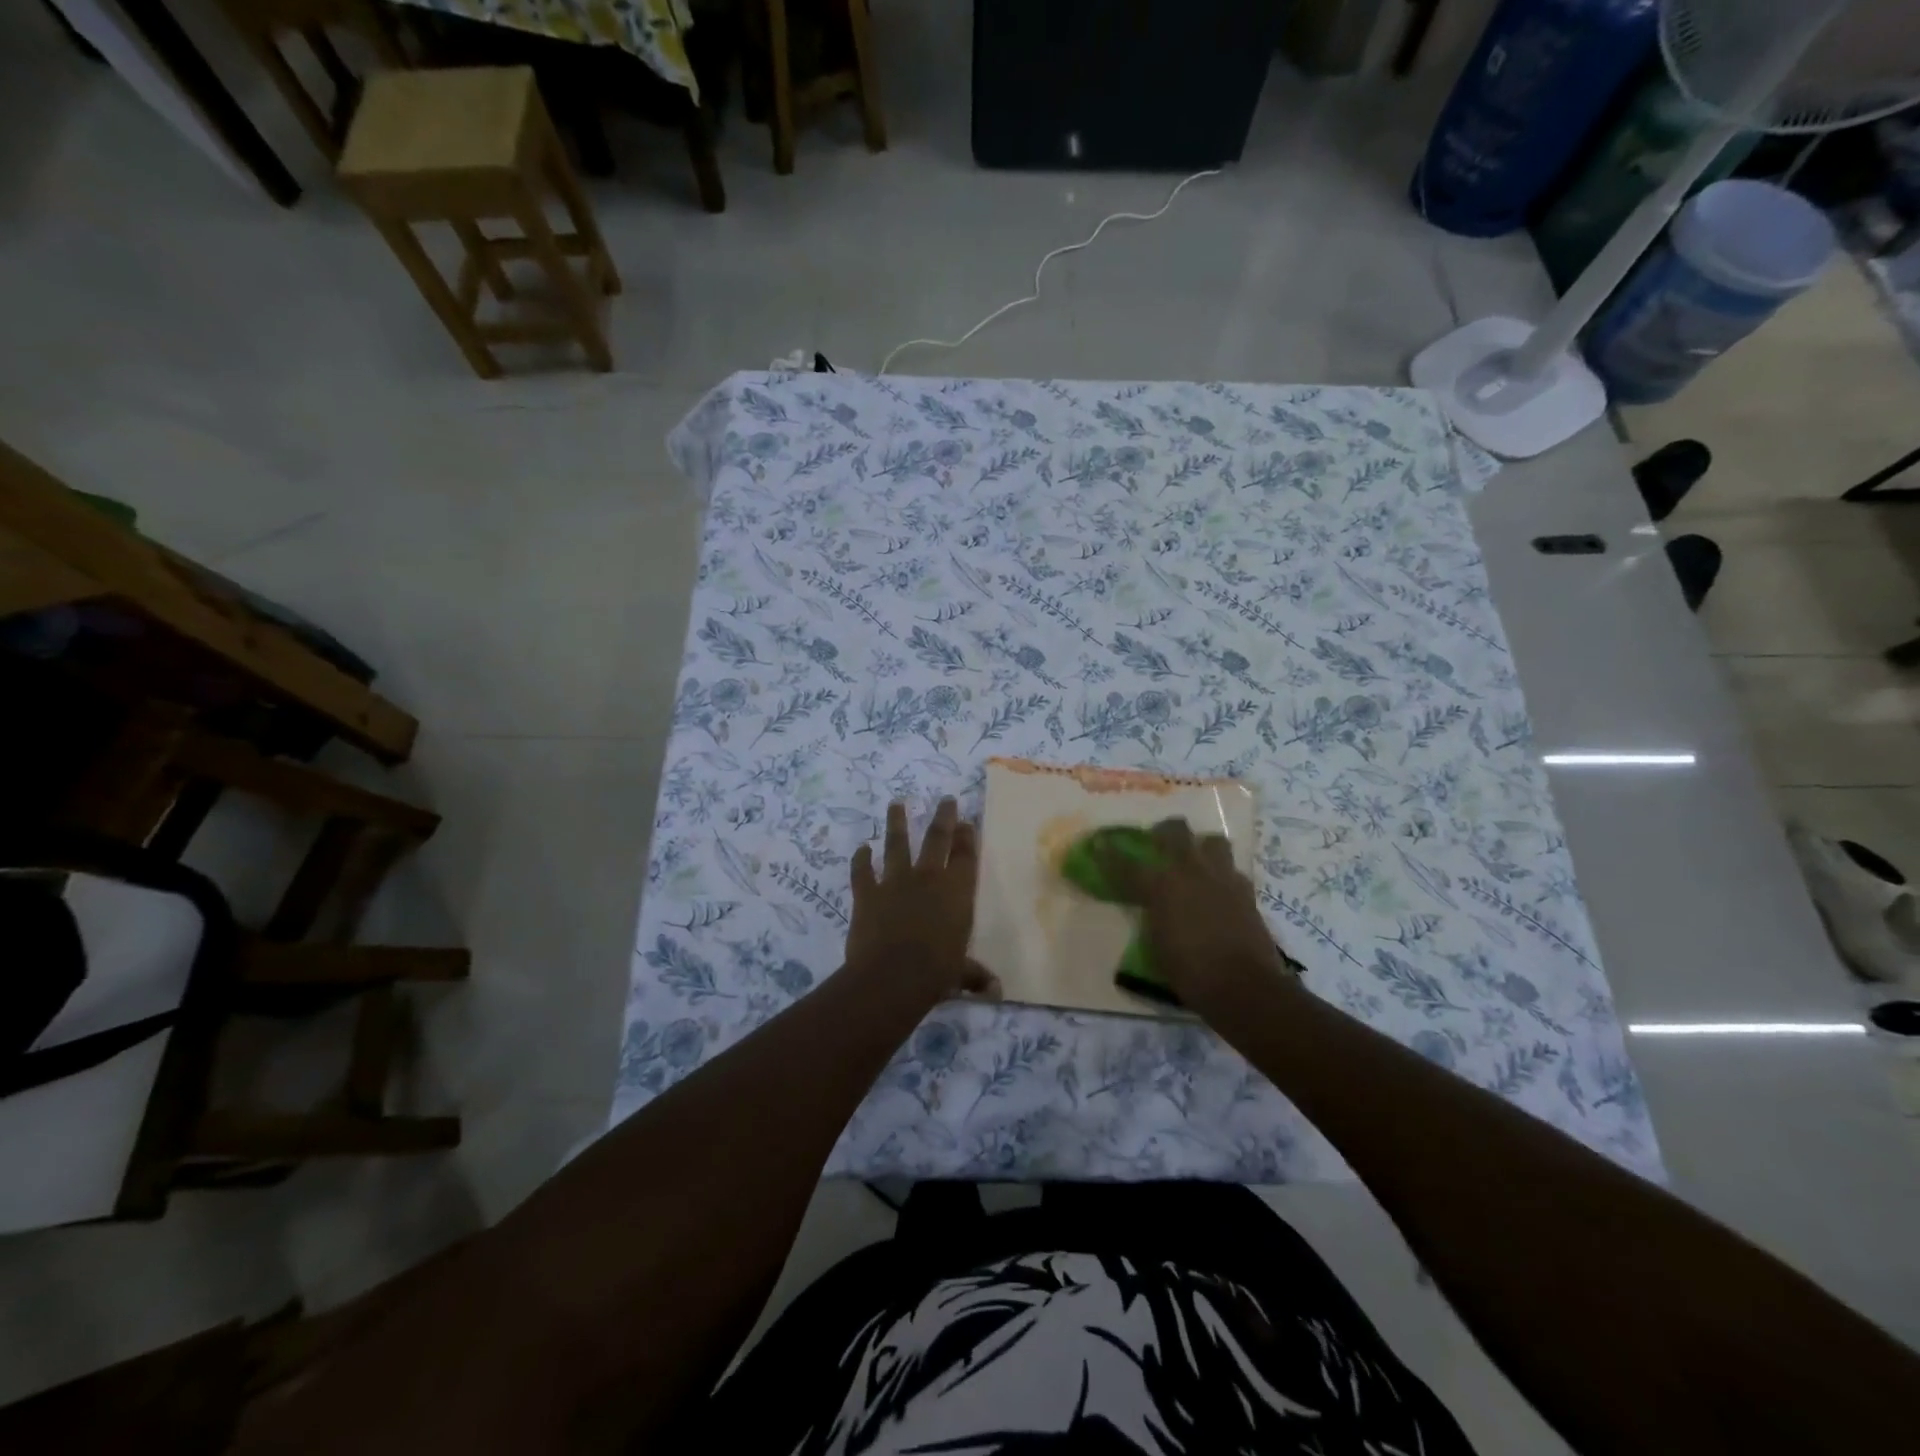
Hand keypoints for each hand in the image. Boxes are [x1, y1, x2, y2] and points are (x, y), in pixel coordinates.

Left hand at [847, 799, 998, 1002]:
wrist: (892, 976)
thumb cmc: (936, 973)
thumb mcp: (960, 974)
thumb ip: (975, 976)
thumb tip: (996, 992)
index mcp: (957, 892)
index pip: (966, 856)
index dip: (967, 837)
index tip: (966, 821)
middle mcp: (928, 878)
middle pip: (937, 839)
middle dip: (943, 817)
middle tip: (946, 799)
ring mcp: (895, 882)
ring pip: (897, 844)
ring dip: (897, 823)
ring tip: (896, 803)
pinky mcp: (867, 893)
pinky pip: (862, 871)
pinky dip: (860, 859)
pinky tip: (861, 849)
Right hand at [1091, 818, 1299, 1010]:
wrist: (1244, 986)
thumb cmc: (1190, 972)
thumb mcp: (1156, 945)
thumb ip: (1153, 917)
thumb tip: (1152, 908)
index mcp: (1161, 887)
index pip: (1127, 864)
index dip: (1110, 854)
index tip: (1101, 844)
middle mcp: (1191, 872)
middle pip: (1175, 832)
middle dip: (1163, 831)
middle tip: (1158, 840)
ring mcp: (1222, 877)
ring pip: (1212, 841)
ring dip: (1201, 846)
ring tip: (1196, 859)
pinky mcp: (1246, 891)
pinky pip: (1232, 870)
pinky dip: (1222, 875)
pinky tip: (1219, 889)